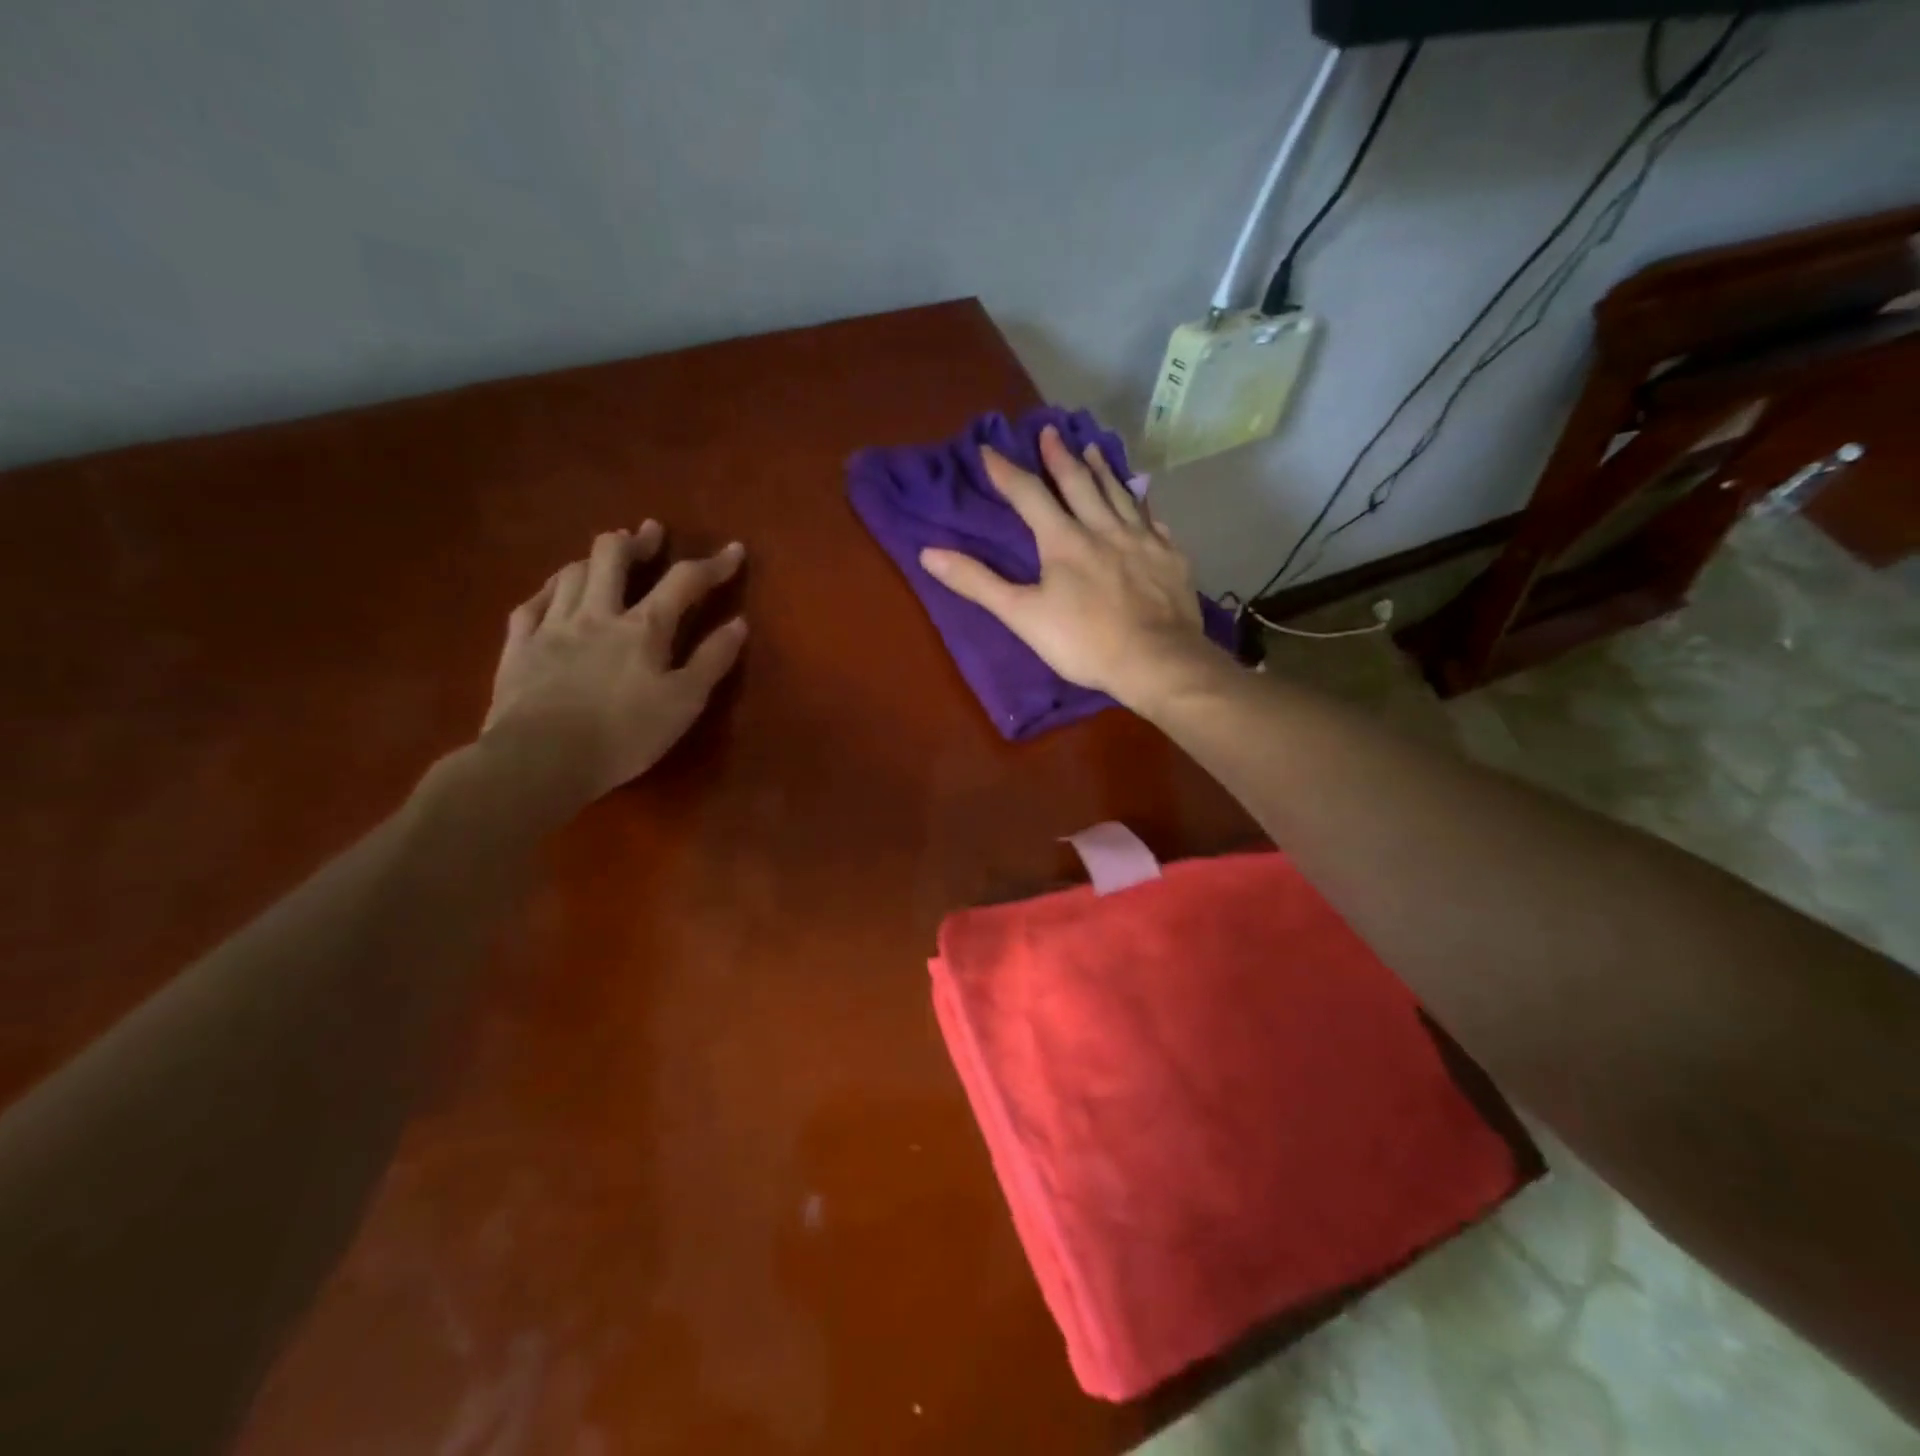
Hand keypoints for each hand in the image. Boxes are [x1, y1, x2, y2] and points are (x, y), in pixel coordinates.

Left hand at [481, 522, 746, 808]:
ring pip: (571, 572)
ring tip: (605, 559)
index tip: (734, 550)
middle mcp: (596, 613)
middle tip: (650, 535)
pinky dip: (549, 589)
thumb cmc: (623, 735)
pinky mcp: (519, 646)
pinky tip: (554, 591)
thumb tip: (739, 623)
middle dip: (636, 540)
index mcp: (643, 628)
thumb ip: (712, 661)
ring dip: (593, 559)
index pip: (684, 581)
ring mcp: (552, 626)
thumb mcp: (683, 704)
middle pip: (613, 556)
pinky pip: (531, 603)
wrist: (540, 760)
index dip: (713, 563)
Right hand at [917, 426, 1217, 711]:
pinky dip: (1144, 508)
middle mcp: (1104, 528)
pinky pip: (1154, 522)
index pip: (1029, 495)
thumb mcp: (1022, 615)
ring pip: (1120, 494)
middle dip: (1060, 457)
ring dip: (1103, 470)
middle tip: (1051, 430)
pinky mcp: (1170, 558)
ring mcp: (1142, 540)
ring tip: (1094, 448)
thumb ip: (978, 582)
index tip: (989, 449)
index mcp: (1064, 540)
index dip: (1007, 472)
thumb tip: (929, 553)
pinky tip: (1144, 504)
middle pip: (1079, 483)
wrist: (1156, 660)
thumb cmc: (1083, 641)